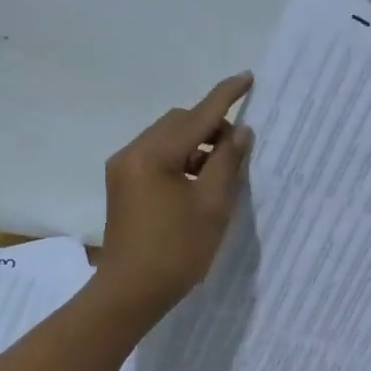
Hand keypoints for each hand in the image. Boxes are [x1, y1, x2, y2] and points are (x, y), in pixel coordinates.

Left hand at [96, 72, 253, 311]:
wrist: (131, 292)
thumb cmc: (177, 250)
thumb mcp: (212, 205)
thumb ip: (227, 162)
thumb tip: (240, 132)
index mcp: (154, 154)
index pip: (197, 115)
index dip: (225, 97)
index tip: (247, 78)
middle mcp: (133, 153)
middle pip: (178, 123)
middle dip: (210, 126)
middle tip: (237, 149)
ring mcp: (124, 169)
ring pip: (167, 140)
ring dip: (195, 145)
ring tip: (220, 170)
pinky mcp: (123, 186)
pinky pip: (156, 158)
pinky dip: (180, 161)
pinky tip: (198, 183)